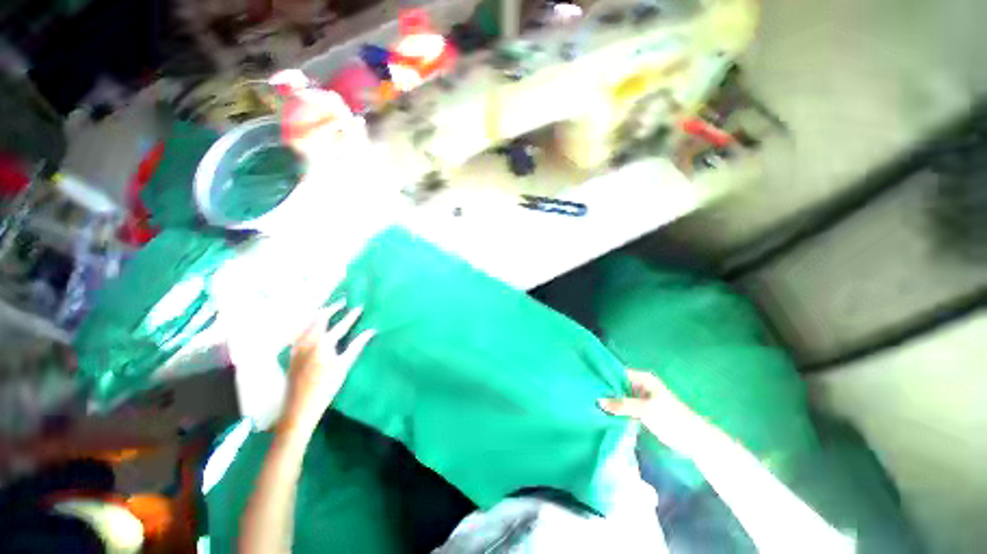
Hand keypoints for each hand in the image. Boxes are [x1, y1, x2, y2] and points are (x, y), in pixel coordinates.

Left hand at [283, 300, 375, 431]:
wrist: (299, 407)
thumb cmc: (326, 387)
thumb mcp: (344, 366)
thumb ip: (356, 346)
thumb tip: (371, 331)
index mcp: (323, 343)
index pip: (340, 325)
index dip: (351, 315)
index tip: (359, 306)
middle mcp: (308, 340)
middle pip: (320, 318)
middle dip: (332, 307)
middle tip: (343, 300)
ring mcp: (297, 346)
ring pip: (307, 323)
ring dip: (319, 313)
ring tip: (328, 308)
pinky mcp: (292, 353)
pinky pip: (299, 331)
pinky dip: (307, 324)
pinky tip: (310, 325)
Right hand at [598, 369, 706, 455]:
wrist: (693, 440)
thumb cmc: (672, 419)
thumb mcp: (646, 409)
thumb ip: (622, 405)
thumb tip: (598, 401)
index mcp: (642, 379)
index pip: (617, 372)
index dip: (603, 375)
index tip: (588, 379)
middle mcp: (639, 386)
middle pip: (617, 384)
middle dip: (604, 389)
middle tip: (585, 392)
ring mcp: (639, 399)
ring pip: (619, 397)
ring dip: (609, 401)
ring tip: (589, 402)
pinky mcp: (640, 411)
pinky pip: (623, 407)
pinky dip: (615, 410)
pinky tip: (602, 413)